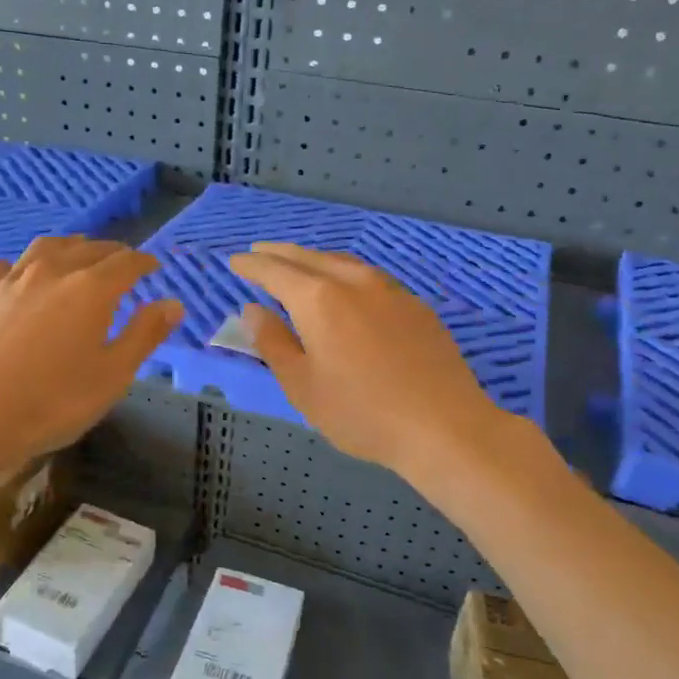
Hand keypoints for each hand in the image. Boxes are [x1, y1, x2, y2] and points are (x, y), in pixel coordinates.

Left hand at [0, 235, 182, 472]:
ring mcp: (9, 280)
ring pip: (44, 248)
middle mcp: (51, 272)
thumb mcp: (113, 376)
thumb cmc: (52, 402)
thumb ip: (144, 335)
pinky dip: (18, 266)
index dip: (143, 262)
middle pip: (87, 249)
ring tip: (76, 254)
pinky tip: (16, 276)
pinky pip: (1, 267)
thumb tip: (173, 303)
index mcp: (91, 289)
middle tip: (122, 262)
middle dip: (110, 252)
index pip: (126, 263)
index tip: (153, 267)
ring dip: (68, 247)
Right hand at [229, 242, 514, 474]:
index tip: (234, 261)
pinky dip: (344, 272)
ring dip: (313, 259)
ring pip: (342, 262)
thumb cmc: (360, 412)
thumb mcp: (302, 385)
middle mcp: (353, 282)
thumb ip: (273, 342)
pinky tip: (346, 287)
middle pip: (309, 258)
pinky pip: (369, 276)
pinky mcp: (415, 306)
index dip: (251, 266)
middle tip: (258, 253)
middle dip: (279, 254)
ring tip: (298, 264)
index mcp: (318, 299)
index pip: (275, 272)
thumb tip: (253, 310)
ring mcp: (390, 290)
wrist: (444, 426)